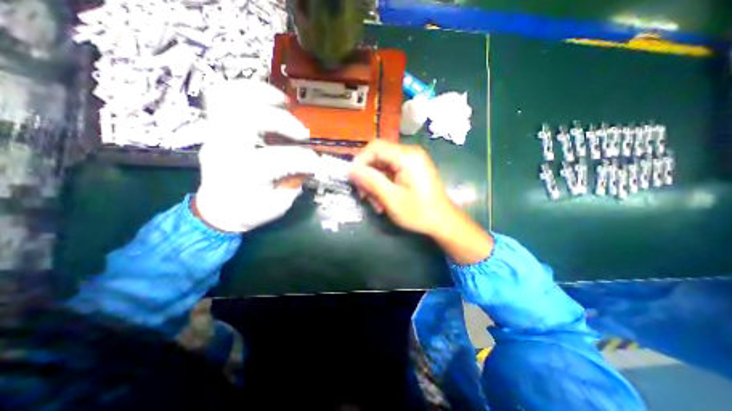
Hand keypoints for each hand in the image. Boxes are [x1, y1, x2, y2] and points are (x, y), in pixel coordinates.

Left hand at [195, 80, 319, 232]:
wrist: (218, 209)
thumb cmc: (248, 211)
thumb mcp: (278, 205)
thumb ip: (295, 183)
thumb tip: (308, 165)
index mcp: (244, 174)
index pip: (278, 158)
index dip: (304, 159)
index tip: (316, 163)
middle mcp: (227, 149)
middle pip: (250, 118)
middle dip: (284, 122)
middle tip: (302, 134)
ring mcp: (217, 135)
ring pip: (231, 98)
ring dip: (263, 95)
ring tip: (285, 103)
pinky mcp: (216, 128)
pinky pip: (224, 96)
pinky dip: (247, 90)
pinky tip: (267, 99)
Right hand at [348, 140, 491, 263]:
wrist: (443, 222)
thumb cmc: (419, 212)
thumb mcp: (391, 199)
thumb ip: (371, 181)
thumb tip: (351, 169)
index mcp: (407, 157)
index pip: (375, 147)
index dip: (360, 161)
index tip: (353, 179)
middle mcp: (410, 153)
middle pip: (378, 156)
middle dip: (368, 176)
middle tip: (364, 196)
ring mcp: (412, 161)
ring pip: (382, 166)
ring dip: (375, 184)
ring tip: (376, 204)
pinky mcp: (412, 169)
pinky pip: (390, 172)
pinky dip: (383, 185)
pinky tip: (383, 201)